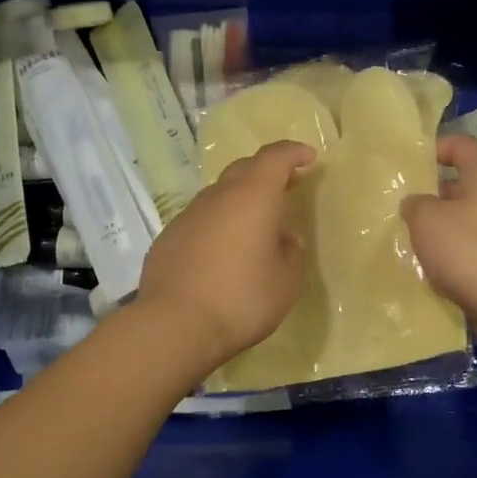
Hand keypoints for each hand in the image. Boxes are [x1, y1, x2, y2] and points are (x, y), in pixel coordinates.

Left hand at [137, 140, 316, 366]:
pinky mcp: (168, 238)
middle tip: (286, 186)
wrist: (174, 325)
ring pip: (218, 195)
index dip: (293, 153)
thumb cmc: (241, 298)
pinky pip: (200, 220)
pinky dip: (217, 224)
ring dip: (239, 200)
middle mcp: (217, 197)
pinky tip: (222, 252)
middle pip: (243, 169)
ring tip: (254, 225)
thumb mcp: (286, 281)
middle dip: (267, 172)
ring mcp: (187, 216)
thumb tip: (283, 238)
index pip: (274, 158)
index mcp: (252, 197)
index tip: (309, 158)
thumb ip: (291, 252)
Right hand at [402, 134, 476, 320]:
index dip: (436, 147)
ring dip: (438, 225)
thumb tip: (416, 204)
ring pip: (464, 216)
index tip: (411, 163)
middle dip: (431, 192)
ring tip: (410, 236)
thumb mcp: (426, 218)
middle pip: (462, 183)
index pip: (462, 144)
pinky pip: (470, 243)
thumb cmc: (467, 249)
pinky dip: (451, 249)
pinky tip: (430, 263)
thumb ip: (415, 203)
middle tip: (402, 205)